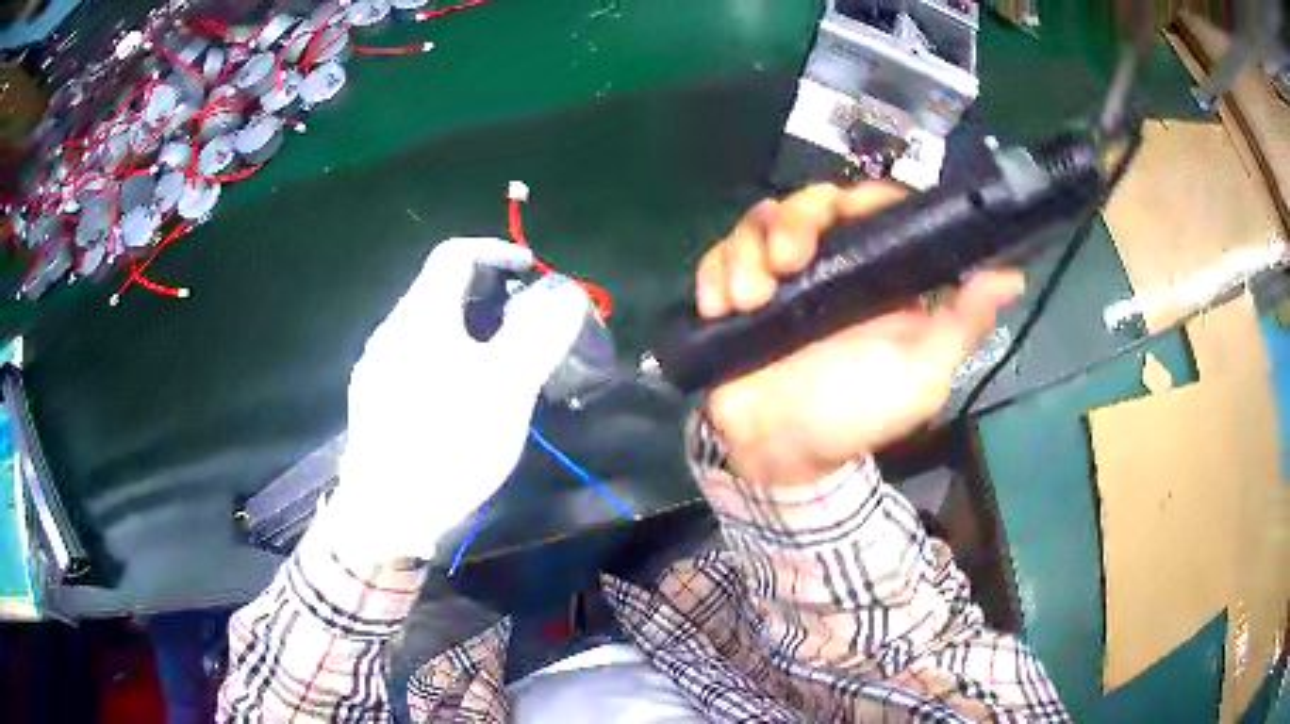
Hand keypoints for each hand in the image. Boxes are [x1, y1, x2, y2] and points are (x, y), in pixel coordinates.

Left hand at [320, 238, 590, 561]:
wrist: (386, 513)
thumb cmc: (448, 443)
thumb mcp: (506, 388)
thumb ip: (538, 335)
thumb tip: (566, 295)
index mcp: (421, 316)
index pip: (454, 253)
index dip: (496, 250)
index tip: (530, 270)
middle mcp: (391, 331)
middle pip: (438, 289)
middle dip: (485, 293)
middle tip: (523, 320)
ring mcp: (376, 367)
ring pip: (426, 327)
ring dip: (465, 327)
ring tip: (498, 359)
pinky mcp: (373, 400)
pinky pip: (414, 358)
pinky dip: (445, 356)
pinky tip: (459, 395)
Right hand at [697, 184, 1024, 486]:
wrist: (784, 453)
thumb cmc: (859, 413)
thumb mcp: (922, 373)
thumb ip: (963, 324)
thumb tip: (1012, 276)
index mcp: (877, 273)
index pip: (873, 207)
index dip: (863, 197)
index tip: (849, 210)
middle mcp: (829, 263)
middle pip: (809, 203)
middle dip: (793, 221)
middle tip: (787, 263)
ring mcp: (779, 277)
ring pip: (759, 222)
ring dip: (747, 252)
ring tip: (747, 300)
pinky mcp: (736, 293)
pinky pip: (718, 257)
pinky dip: (714, 273)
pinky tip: (720, 307)